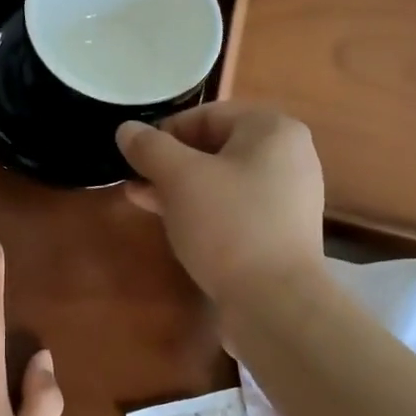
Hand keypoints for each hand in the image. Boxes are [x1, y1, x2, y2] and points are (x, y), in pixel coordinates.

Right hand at [116, 103, 325, 302]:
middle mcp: (288, 156)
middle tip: (135, 179)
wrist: (275, 301)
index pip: (208, 114)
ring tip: (142, 199)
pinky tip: (172, 223)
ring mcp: (287, 197)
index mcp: (272, 130)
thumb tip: (126, 129)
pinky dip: (203, 210)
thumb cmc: (228, 224)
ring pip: (222, 181)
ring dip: (180, 188)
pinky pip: (235, 208)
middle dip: (170, 162)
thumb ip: (150, 148)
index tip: (136, 156)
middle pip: (216, 147)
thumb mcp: (179, 179)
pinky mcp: (280, 232)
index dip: (165, 131)